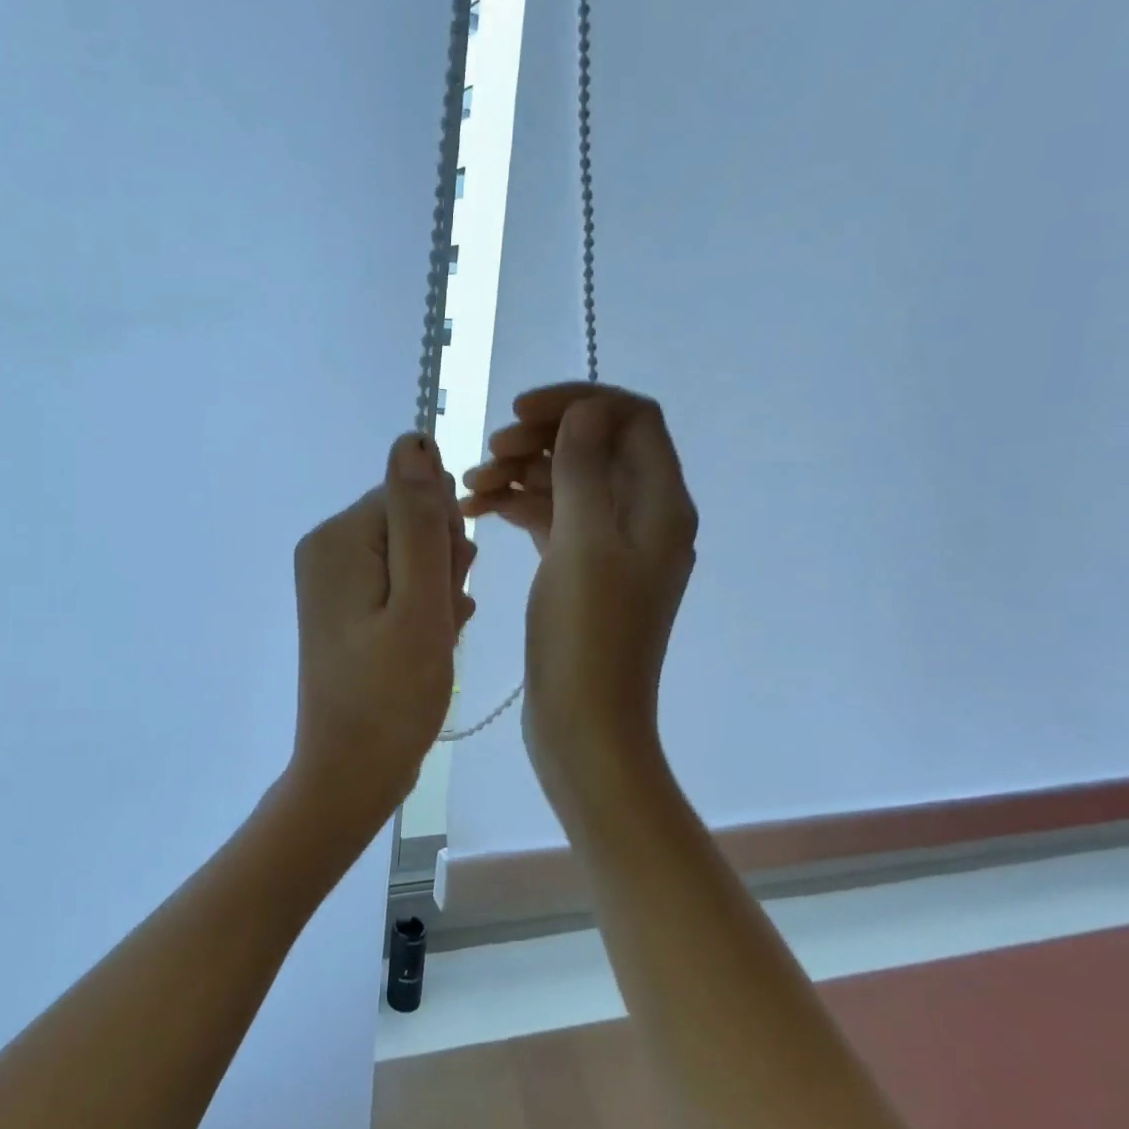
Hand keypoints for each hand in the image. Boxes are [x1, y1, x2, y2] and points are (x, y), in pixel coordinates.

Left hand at [287, 433, 476, 839]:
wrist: (351, 772)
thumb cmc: (392, 694)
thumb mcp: (420, 601)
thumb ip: (419, 518)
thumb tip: (414, 438)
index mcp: (339, 538)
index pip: (414, 495)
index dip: (445, 539)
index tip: (447, 588)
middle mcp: (326, 547)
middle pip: (410, 521)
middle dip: (442, 564)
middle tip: (439, 619)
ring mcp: (332, 578)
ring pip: (411, 554)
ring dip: (438, 589)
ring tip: (435, 637)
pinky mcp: (343, 606)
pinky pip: (398, 582)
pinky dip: (422, 608)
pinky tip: (427, 644)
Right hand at [460, 383, 696, 785]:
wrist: (584, 725)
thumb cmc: (587, 636)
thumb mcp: (584, 544)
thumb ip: (585, 469)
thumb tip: (585, 410)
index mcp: (659, 504)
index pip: (631, 418)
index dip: (577, 403)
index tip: (518, 414)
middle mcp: (641, 517)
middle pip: (595, 446)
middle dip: (540, 440)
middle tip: (488, 455)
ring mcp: (610, 546)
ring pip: (567, 483)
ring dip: (520, 475)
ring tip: (468, 490)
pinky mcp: (580, 571)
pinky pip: (551, 519)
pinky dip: (516, 508)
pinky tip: (476, 513)